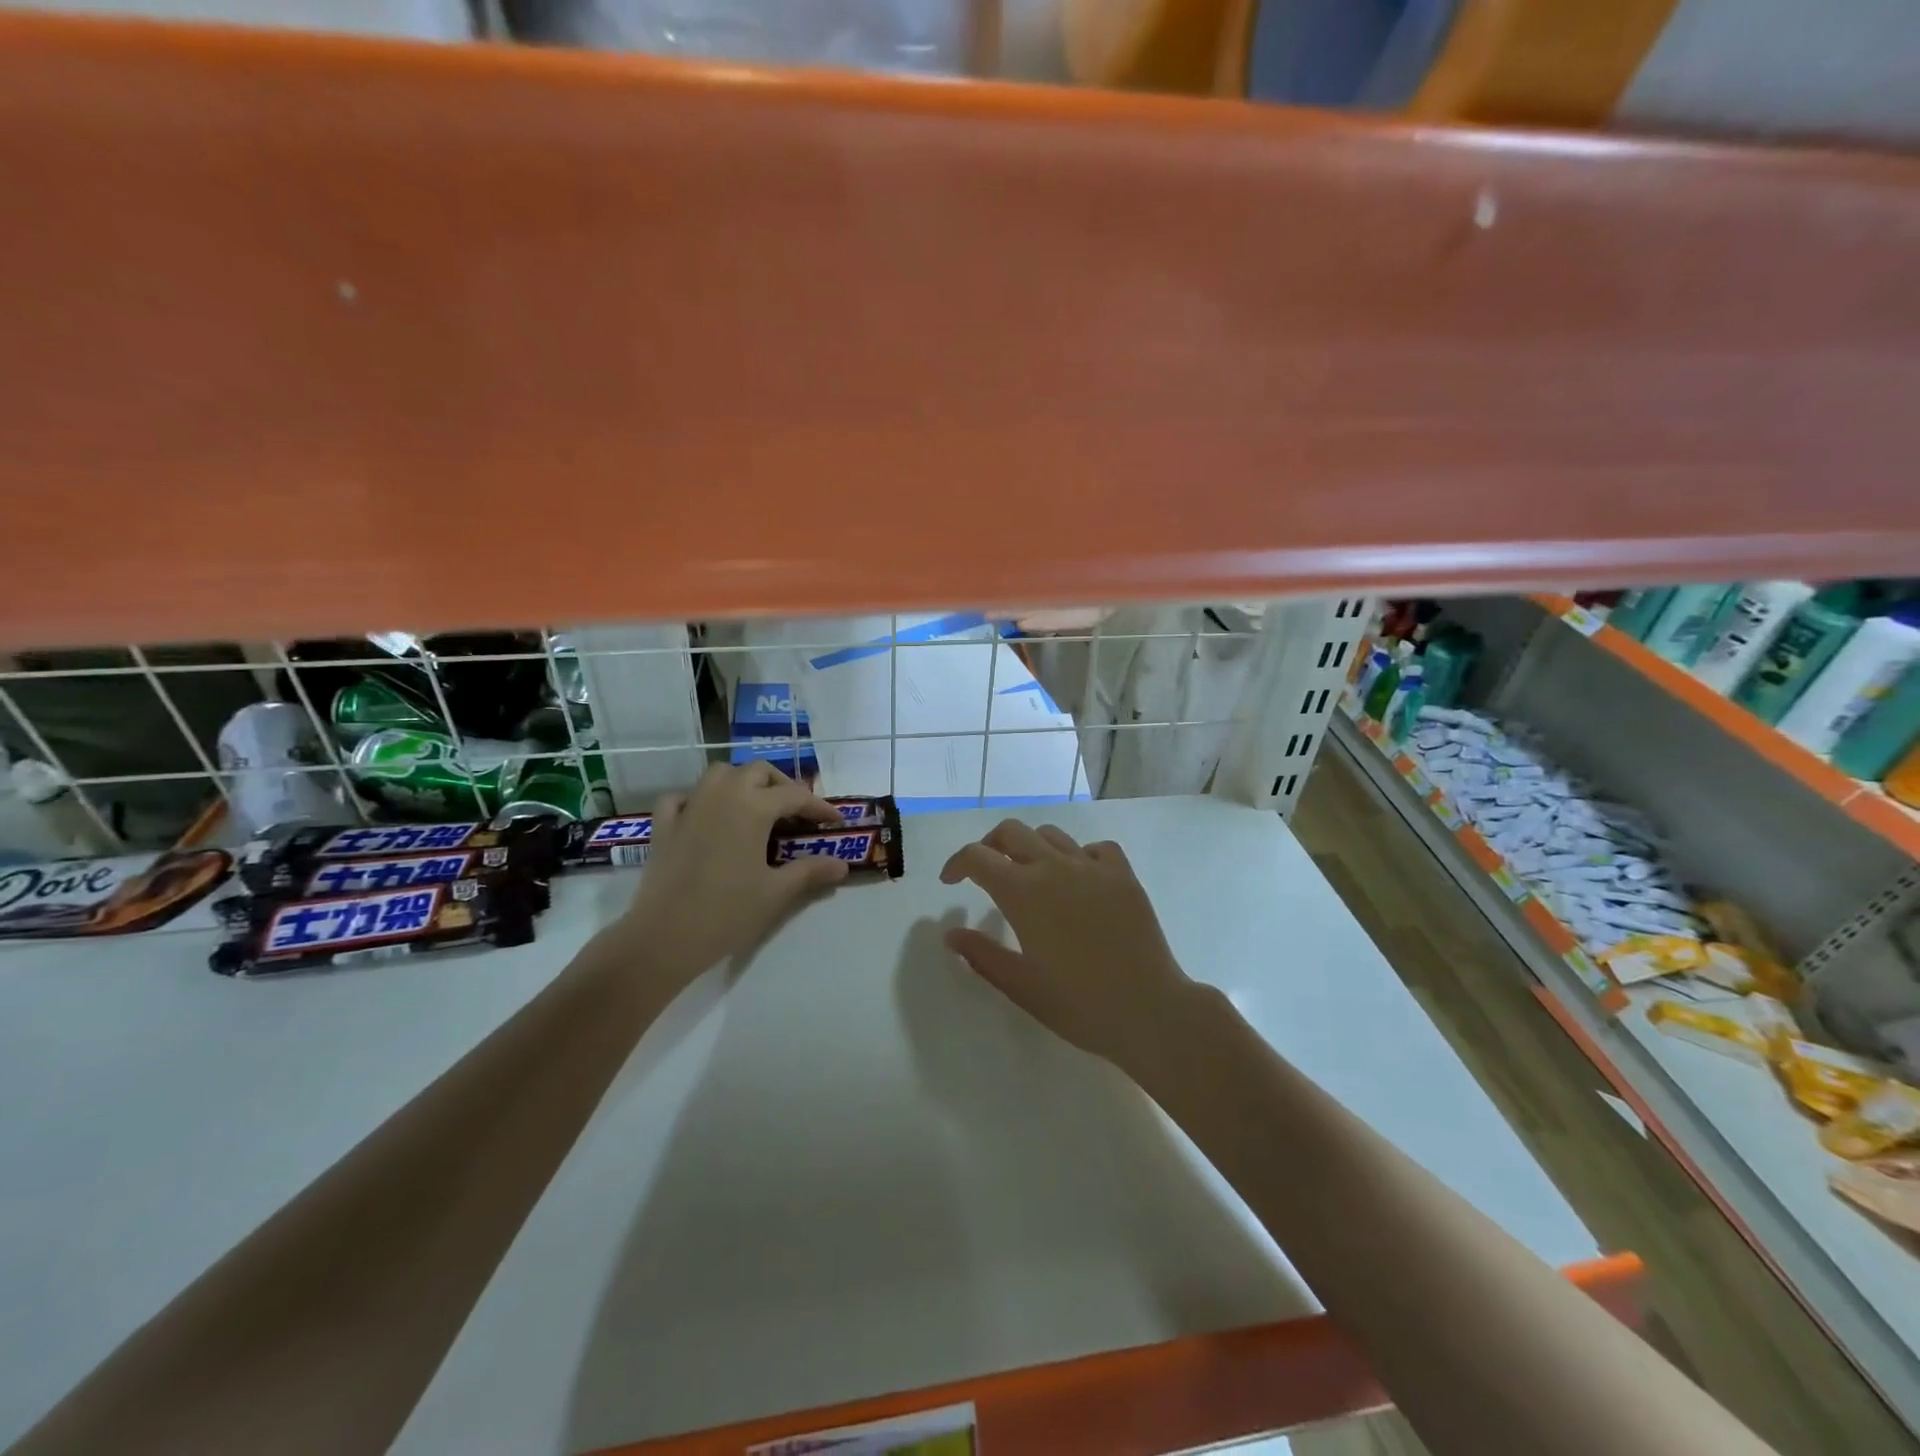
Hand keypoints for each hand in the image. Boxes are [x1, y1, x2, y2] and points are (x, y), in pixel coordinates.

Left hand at [621, 763, 849, 983]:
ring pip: (720, 774)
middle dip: (782, 786)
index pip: (796, 796)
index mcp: (753, 807)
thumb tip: (841, 865)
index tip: (836, 822)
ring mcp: (690, 806)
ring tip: (756, 807)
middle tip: (797, 813)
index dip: (820, 807)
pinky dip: (699, 799)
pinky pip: (683, 797)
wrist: (664, 937)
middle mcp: (722, 795)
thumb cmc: (727, 912)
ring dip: (743, 782)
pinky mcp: (664, 825)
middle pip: (758, 772)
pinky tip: (706, 817)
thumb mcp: (777, 893)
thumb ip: (810, 872)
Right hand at [939, 820, 1192, 1071]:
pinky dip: (1079, 855)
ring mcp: (1092, 867)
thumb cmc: (1078, 1004)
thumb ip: (981, 954)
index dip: (956, 864)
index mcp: (1022, 892)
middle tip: (986, 872)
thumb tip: (951, 934)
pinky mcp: (1123, 875)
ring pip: (1051, 835)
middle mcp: (1054, 867)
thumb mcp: (1020, 985)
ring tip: (1031, 875)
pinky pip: (1095, 848)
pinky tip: (1080, 880)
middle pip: (1011, 832)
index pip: (977, 857)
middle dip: (990, 846)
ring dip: (1031, 847)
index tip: (950, 882)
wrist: (1149, 1010)